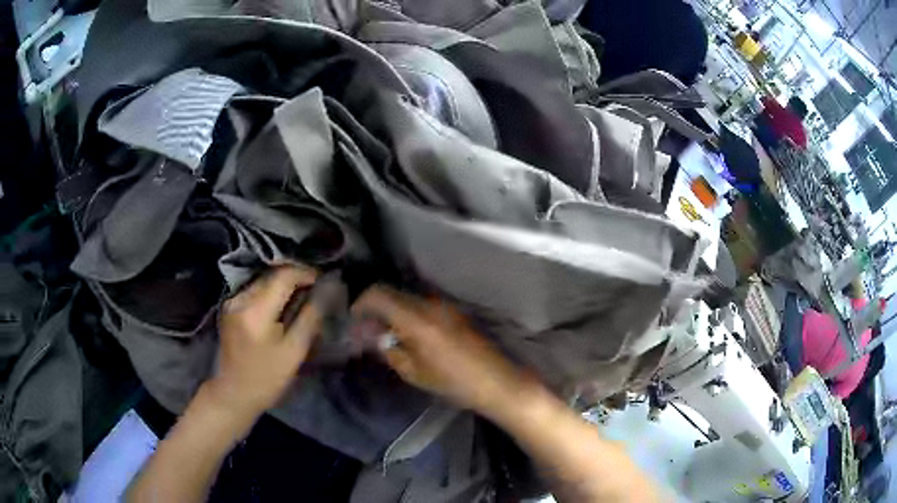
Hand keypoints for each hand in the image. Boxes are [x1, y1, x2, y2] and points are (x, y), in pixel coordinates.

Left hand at [209, 265, 320, 417]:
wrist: (235, 393)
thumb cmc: (268, 377)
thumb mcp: (294, 351)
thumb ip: (311, 316)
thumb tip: (329, 289)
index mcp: (256, 311)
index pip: (284, 276)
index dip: (306, 273)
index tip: (325, 280)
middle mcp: (240, 299)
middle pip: (272, 274)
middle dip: (296, 277)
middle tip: (317, 288)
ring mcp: (232, 301)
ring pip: (263, 280)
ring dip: (284, 283)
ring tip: (303, 295)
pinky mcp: (230, 306)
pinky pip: (255, 289)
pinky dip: (271, 291)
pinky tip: (282, 304)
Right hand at [353, 286, 530, 412]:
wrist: (496, 381)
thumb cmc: (453, 382)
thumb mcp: (413, 372)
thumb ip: (389, 350)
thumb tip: (375, 337)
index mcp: (416, 318)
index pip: (379, 294)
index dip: (361, 303)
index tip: (354, 319)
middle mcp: (430, 304)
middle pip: (393, 294)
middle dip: (376, 308)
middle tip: (368, 330)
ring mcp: (446, 306)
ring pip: (409, 299)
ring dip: (394, 311)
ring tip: (388, 335)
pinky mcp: (456, 313)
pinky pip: (424, 306)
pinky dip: (410, 315)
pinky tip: (410, 336)